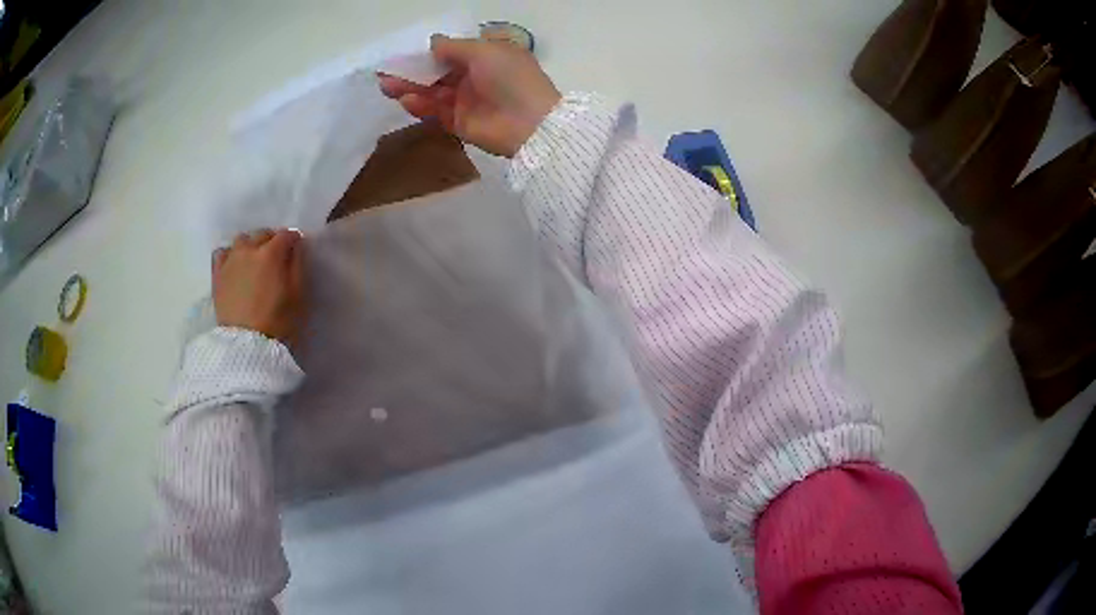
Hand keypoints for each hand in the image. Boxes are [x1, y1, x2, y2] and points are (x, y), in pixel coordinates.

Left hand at [212, 228, 305, 345]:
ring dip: (251, 245)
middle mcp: (249, 249)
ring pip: (242, 239)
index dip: (294, 240)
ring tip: (254, 260)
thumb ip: (297, 265)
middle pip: (263, 234)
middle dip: (272, 241)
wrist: (246, 345)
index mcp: (271, 253)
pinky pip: (222, 253)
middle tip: (277, 257)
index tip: (296, 249)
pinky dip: (230, 254)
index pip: (286, 234)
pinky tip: (235, 265)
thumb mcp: (298, 294)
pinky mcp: (217, 274)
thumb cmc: (278, 321)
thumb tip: (295, 247)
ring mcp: (230, 260)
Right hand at [377, 35, 561, 157]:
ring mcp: (466, 100)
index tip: (403, 52)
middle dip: (412, 71)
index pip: (450, 52)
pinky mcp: (459, 122)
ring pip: (432, 91)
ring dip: (410, 87)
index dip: (427, 52)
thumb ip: (453, 47)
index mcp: (485, 56)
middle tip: (385, 72)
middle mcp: (474, 76)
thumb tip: (432, 42)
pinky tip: (406, 100)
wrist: (530, 124)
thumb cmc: (511, 78)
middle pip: (436, 72)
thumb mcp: (484, 52)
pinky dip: (420, 105)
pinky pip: (435, 111)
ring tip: (386, 86)